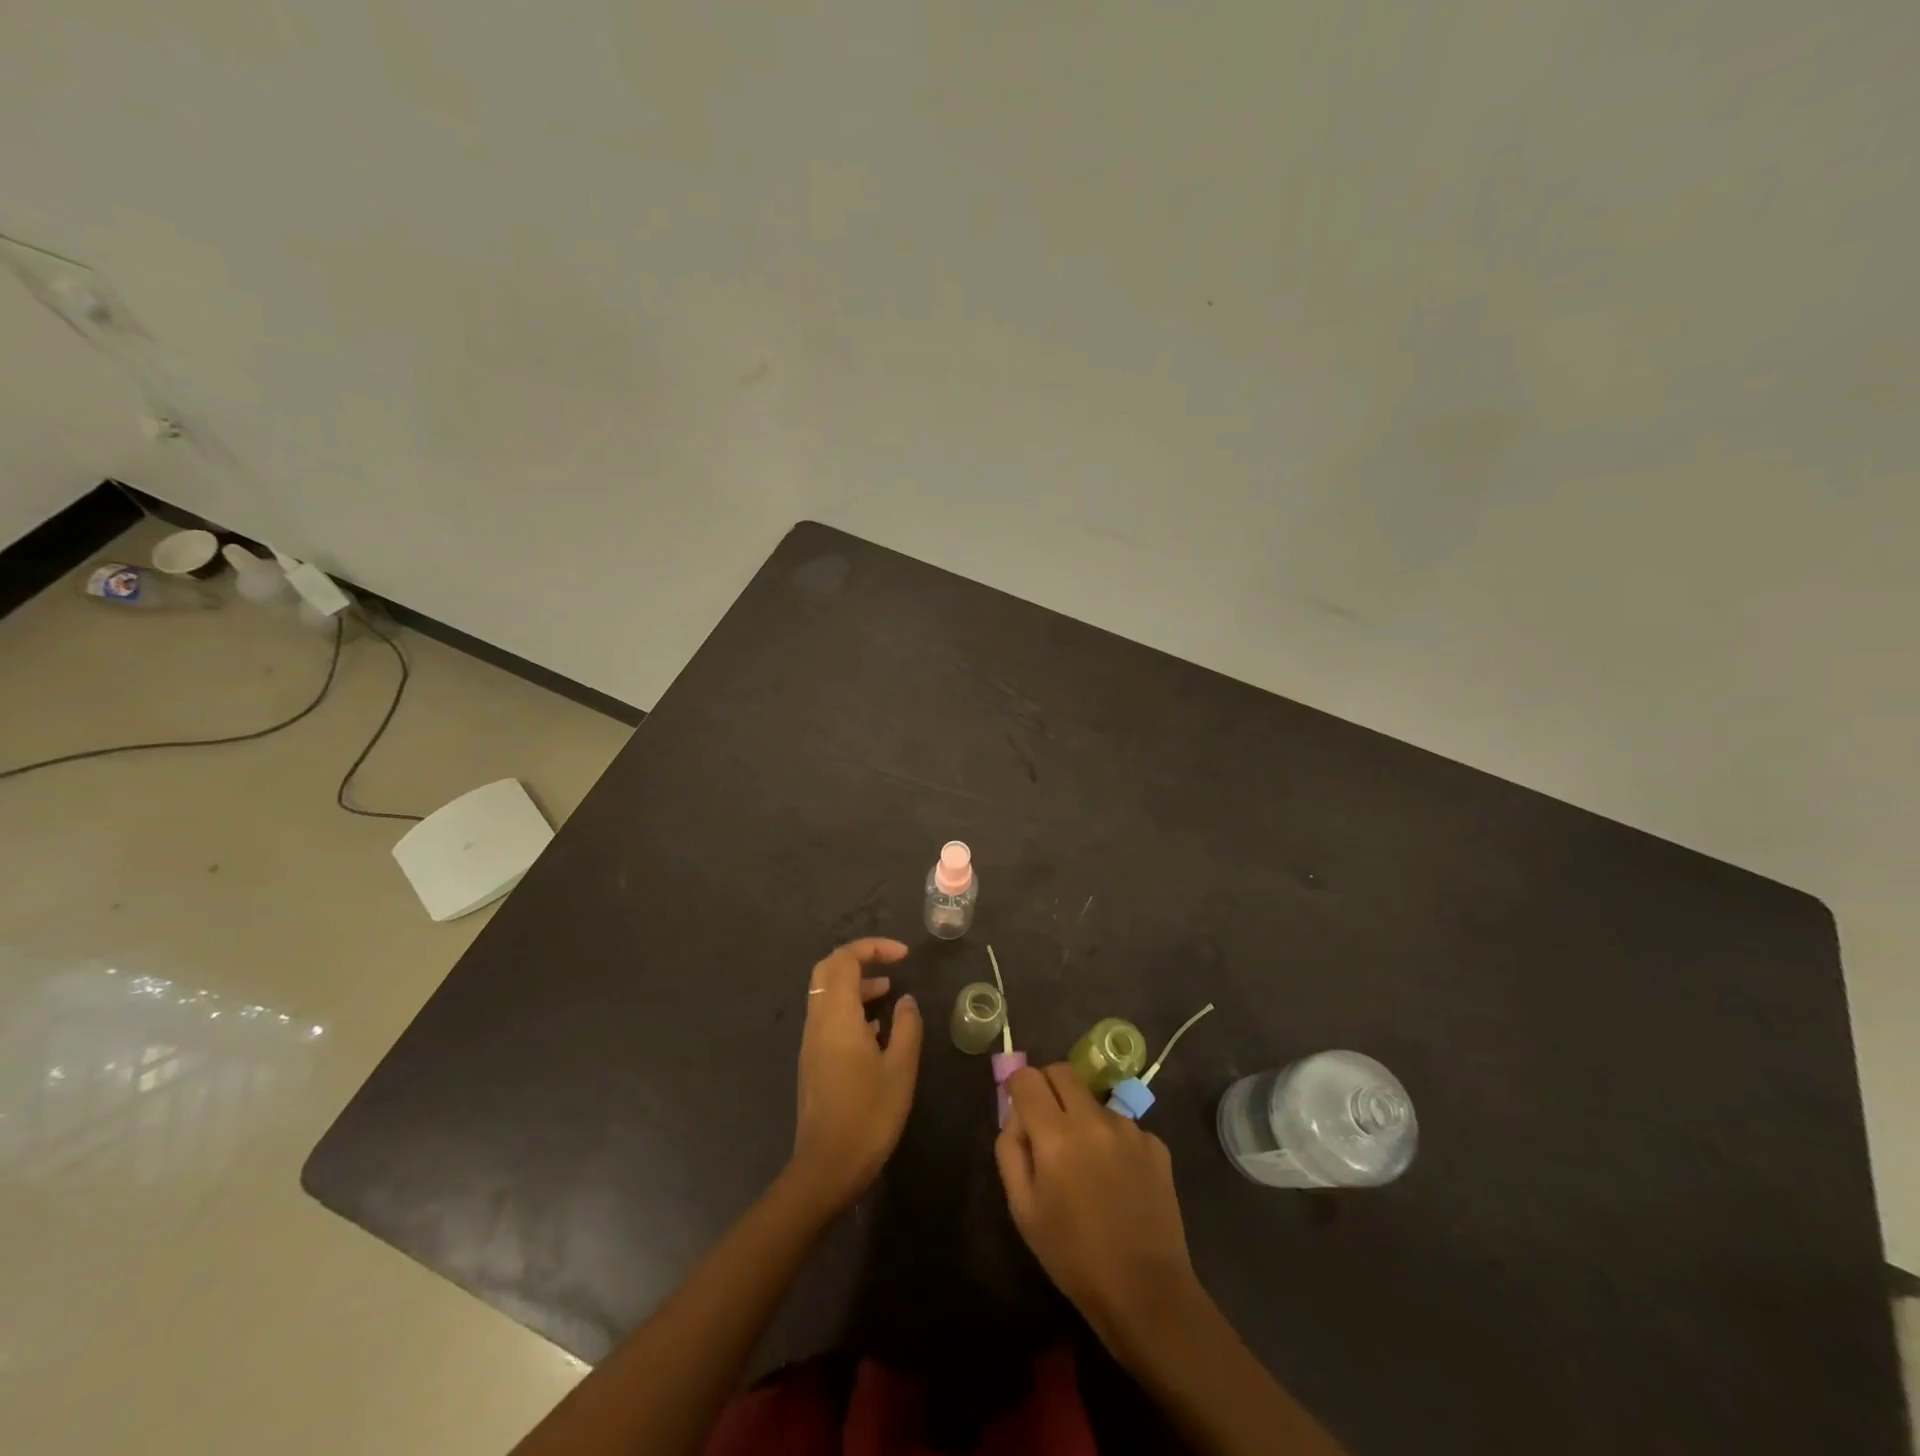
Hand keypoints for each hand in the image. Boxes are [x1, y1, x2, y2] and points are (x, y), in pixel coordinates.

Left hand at [788, 938, 922, 1215]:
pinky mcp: (813, 1060)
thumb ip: (906, 1027)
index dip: (873, 948)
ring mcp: (812, 1041)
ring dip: (855, 983)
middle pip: (828, 969)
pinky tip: (876, 1028)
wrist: (827, 1167)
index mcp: (838, 1016)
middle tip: (891, 964)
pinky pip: (828, 1015)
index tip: (903, 956)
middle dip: (859, 958)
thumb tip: (906, 1000)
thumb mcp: (901, 1069)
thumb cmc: (869, 1115)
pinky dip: (850, 1006)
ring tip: (890, 992)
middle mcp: (818, 1021)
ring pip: (826, 993)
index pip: (845, 960)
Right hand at [995, 1064, 1204, 1351]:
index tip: (1017, 1107)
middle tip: (1046, 1122)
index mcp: (1056, 1136)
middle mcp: (1094, 1120)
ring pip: (1094, 1100)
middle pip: (1063, 1071)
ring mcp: (1130, 1129)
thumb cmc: (1073, 1256)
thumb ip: (1010, 1151)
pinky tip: (1116, 1179)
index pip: (1028, 1078)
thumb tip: (1015, 1117)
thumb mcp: (1023, 1210)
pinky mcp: (1156, 1144)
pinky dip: (1112, 1140)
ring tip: (1087, 1164)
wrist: (1145, 1292)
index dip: (1017, 1086)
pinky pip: (1123, 1126)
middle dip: (1048, 1086)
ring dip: (1082, 1116)